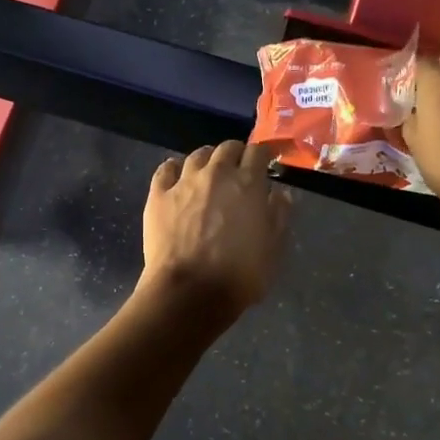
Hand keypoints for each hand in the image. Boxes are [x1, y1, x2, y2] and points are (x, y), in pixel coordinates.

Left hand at [139, 140, 290, 323]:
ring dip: (206, 159)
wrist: (190, 291)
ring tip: (208, 172)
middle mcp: (216, 174)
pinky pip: (165, 169)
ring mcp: (184, 182)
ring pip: (196, 156)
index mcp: (248, 184)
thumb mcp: (273, 249)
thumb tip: (280, 194)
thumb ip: (279, 216)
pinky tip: (176, 176)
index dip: (262, 155)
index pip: (258, 152)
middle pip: (227, 148)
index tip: (264, 164)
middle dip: (235, 154)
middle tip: (237, 169)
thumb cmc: (239, 275)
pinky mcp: (158, 195)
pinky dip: (174, 169)